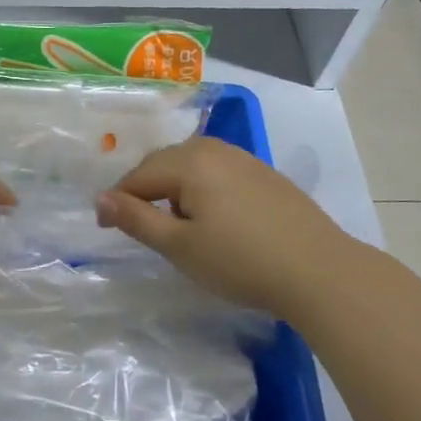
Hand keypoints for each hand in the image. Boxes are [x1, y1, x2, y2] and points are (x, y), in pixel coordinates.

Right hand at [94, 137, 352, 316]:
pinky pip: (219, 172)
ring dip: (173, 187)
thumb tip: (100, 199)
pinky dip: (202, 189)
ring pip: (193, 165)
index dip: (117, 201)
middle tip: (135, 224)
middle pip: (164, 163)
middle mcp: (215, 149)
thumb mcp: (179, 246)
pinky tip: (213, 217)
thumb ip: (137, 219)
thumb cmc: (240, 261)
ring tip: (173, 221)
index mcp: (189, 161)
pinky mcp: (266, 175)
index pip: (138, 176)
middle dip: (144, 190)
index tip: (104, 228)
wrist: (320, 271)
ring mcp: (245, 159)